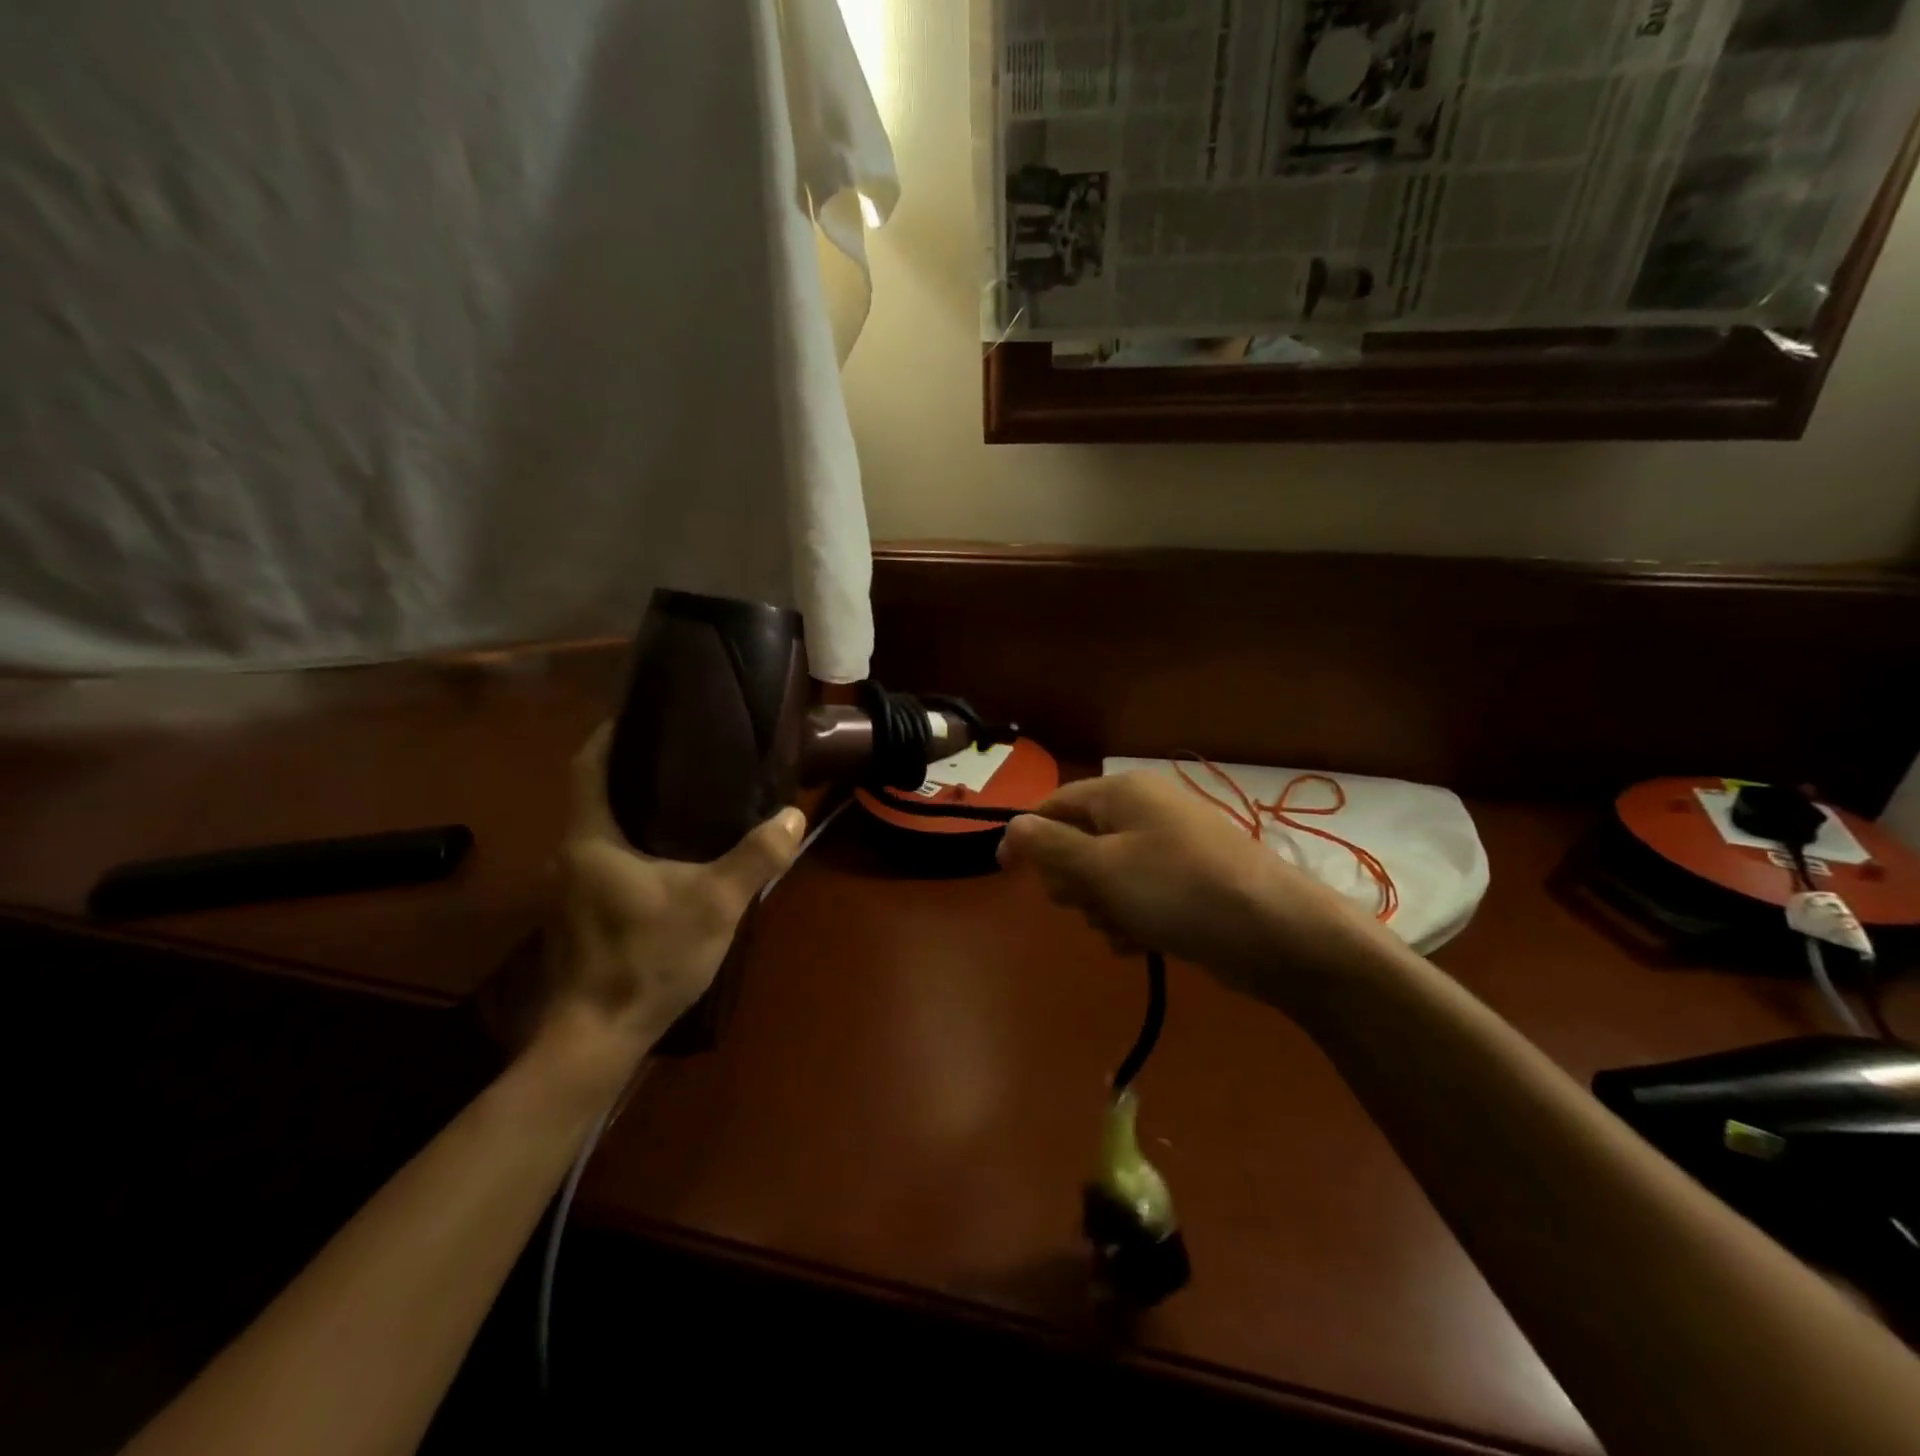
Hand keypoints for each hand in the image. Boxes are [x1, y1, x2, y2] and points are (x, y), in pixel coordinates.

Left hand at [542, 724, 804, 1059]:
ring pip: (603, 828)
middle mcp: (572, 854)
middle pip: (597, 793)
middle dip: (635, 769)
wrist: (598, 1036)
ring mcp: (572, 887)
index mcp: (591, 838)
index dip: (612, 733)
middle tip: (686, 753)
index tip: (646, 714)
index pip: (588, 765)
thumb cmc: (648, 957)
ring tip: (688, 797)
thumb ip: (756, 857)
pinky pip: (607, 858)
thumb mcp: (715, 904)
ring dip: (636, 809)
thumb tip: (793, 815)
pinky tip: (673, 855)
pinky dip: (635, 843)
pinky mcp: (582, 913)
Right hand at [997, 771, 1387, 1012]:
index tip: (1005, 873)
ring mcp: (1168, 848)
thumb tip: (1011, 826)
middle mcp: (1144, 812)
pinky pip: (1137, 897)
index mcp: (1122, 793)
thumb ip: (1050, 846)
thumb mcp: (1101, 867)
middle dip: (1074, 881)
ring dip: (1103, 908)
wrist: (1274, 933)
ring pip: (1105, 877)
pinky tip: (1142, 944)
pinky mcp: (1185, 883)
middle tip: (1087, 902)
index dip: (1027, 837)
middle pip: (1078, 843)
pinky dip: (1131, 919)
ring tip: (1125, 928)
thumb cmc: (1177, 889)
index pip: (1055, 805)